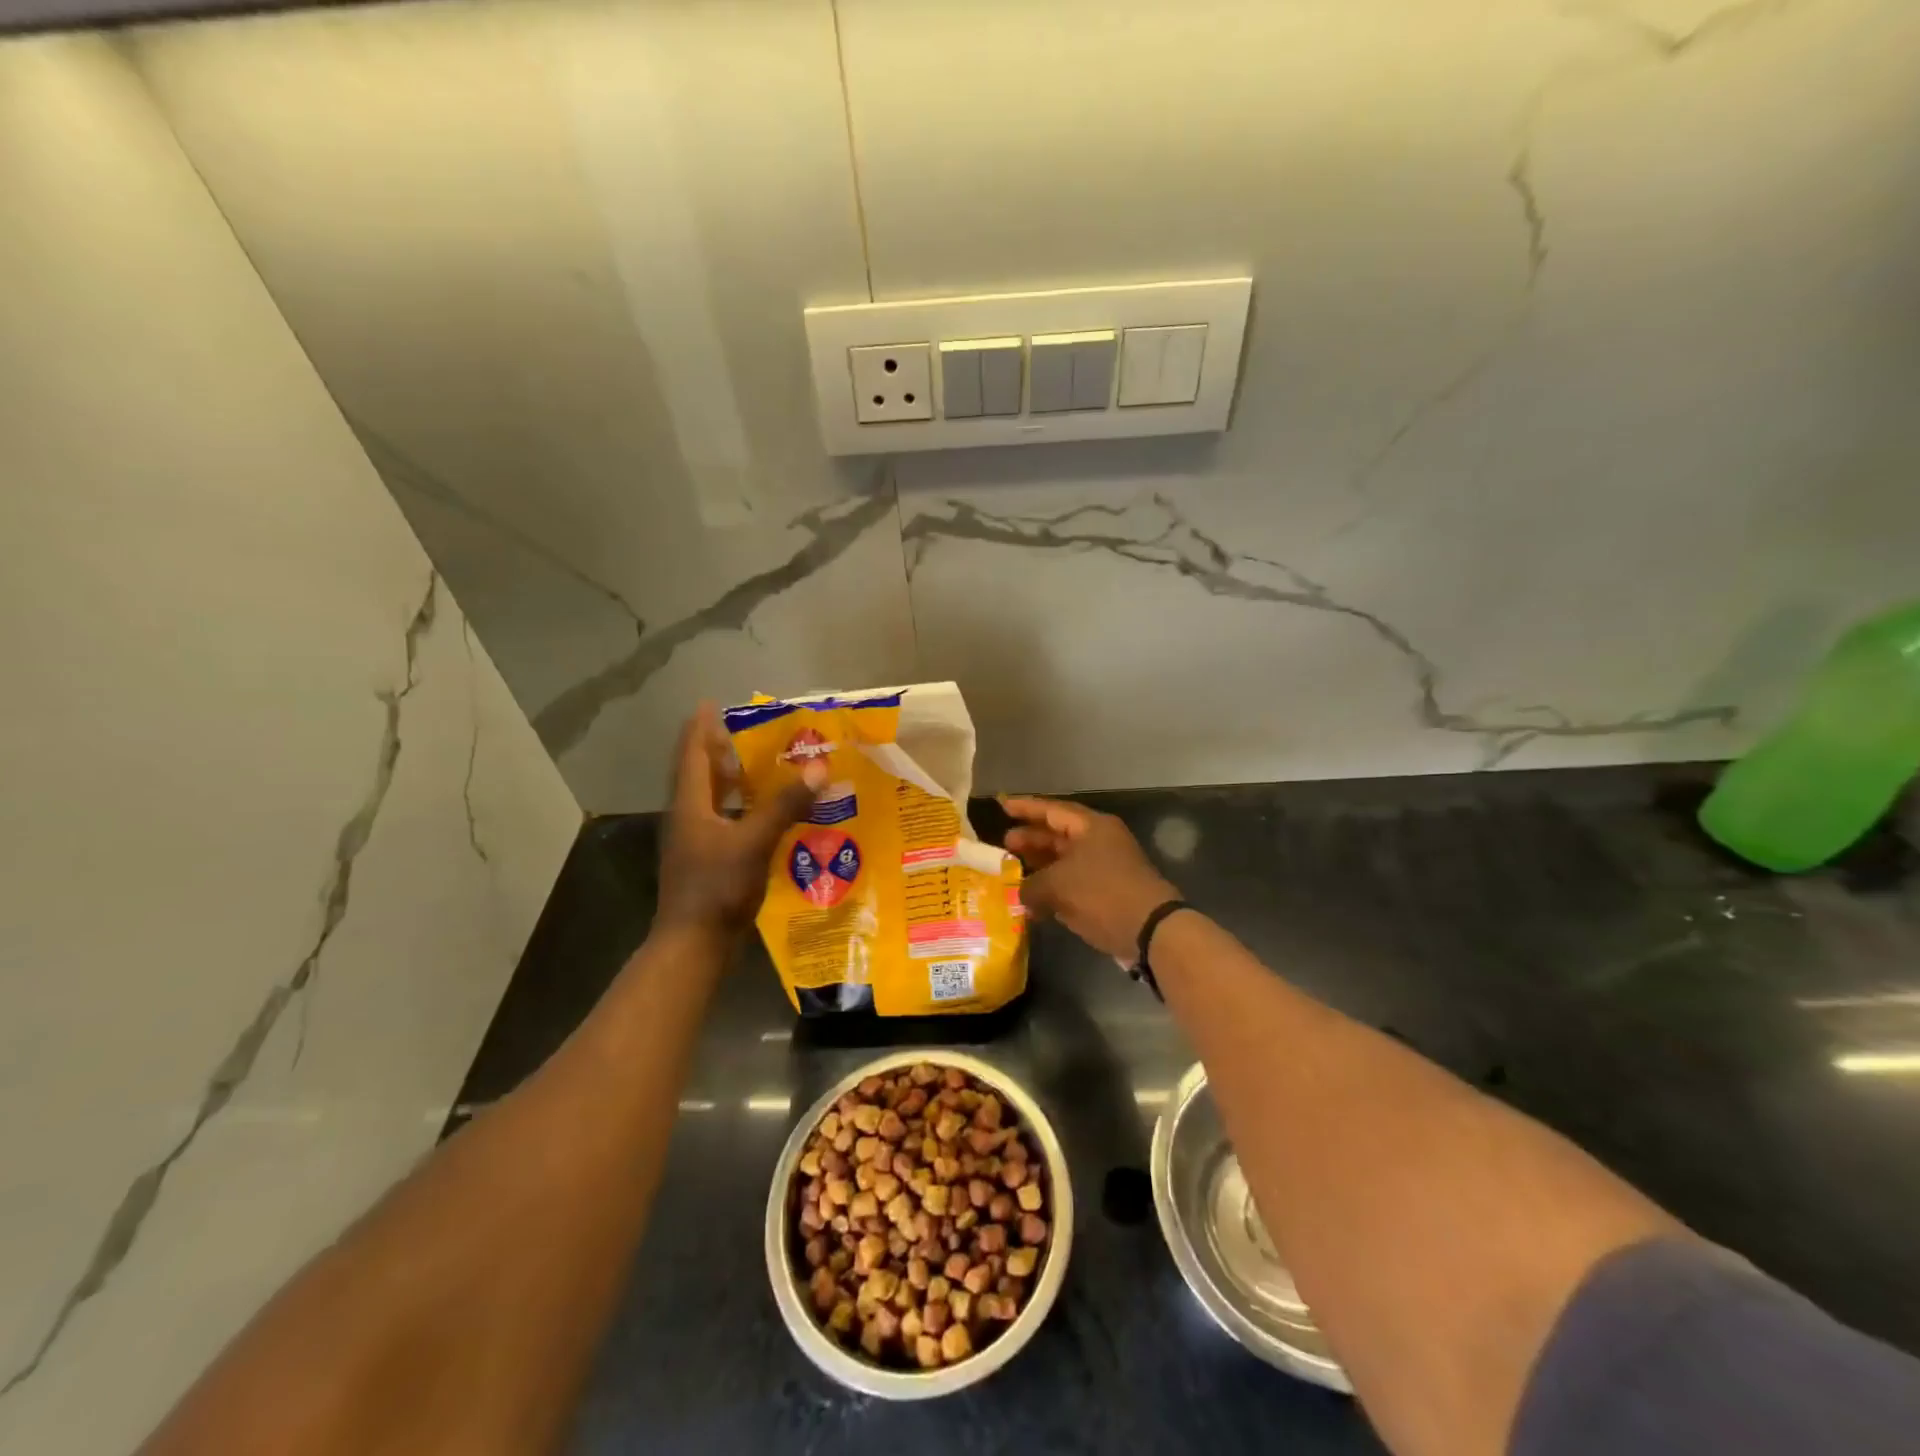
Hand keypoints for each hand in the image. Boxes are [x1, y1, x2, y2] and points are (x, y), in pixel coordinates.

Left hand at [658, 704, 824, 936]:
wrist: (693, 945)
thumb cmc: (716, 888)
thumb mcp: (754, 842)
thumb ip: (785, 805)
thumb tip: (817, 768)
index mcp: (690, 805)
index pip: (692, 754)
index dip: (700, 727)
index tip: (711, 703)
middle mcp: (689, 818)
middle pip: (701, 774)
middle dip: (721, 750)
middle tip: (748, 732)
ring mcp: (697, 842)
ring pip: (714, 799)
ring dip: (734, 780)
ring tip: (763, 766)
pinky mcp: (709, 862)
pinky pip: (727, 822)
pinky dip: (744, 809)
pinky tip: (770, 814)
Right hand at [1002, 796, 1180, 961]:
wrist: (1149, 930)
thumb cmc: (1102, 893)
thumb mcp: (1058, 885)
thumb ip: (1030, 885)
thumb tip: (1019, 893)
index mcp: (1091, 827)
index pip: (1052, 810)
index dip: (1025, 808)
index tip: (1002, 806)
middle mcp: (1099, 842)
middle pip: (1058, 836)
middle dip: (1031, 840)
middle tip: (1004, 845)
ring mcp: (1105, 869)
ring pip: (1064, 863)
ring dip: (1039, 869)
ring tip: (1012, 874)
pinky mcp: (1107, 894)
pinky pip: (1073, 886)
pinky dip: (1053, 892)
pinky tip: (1032, 905)